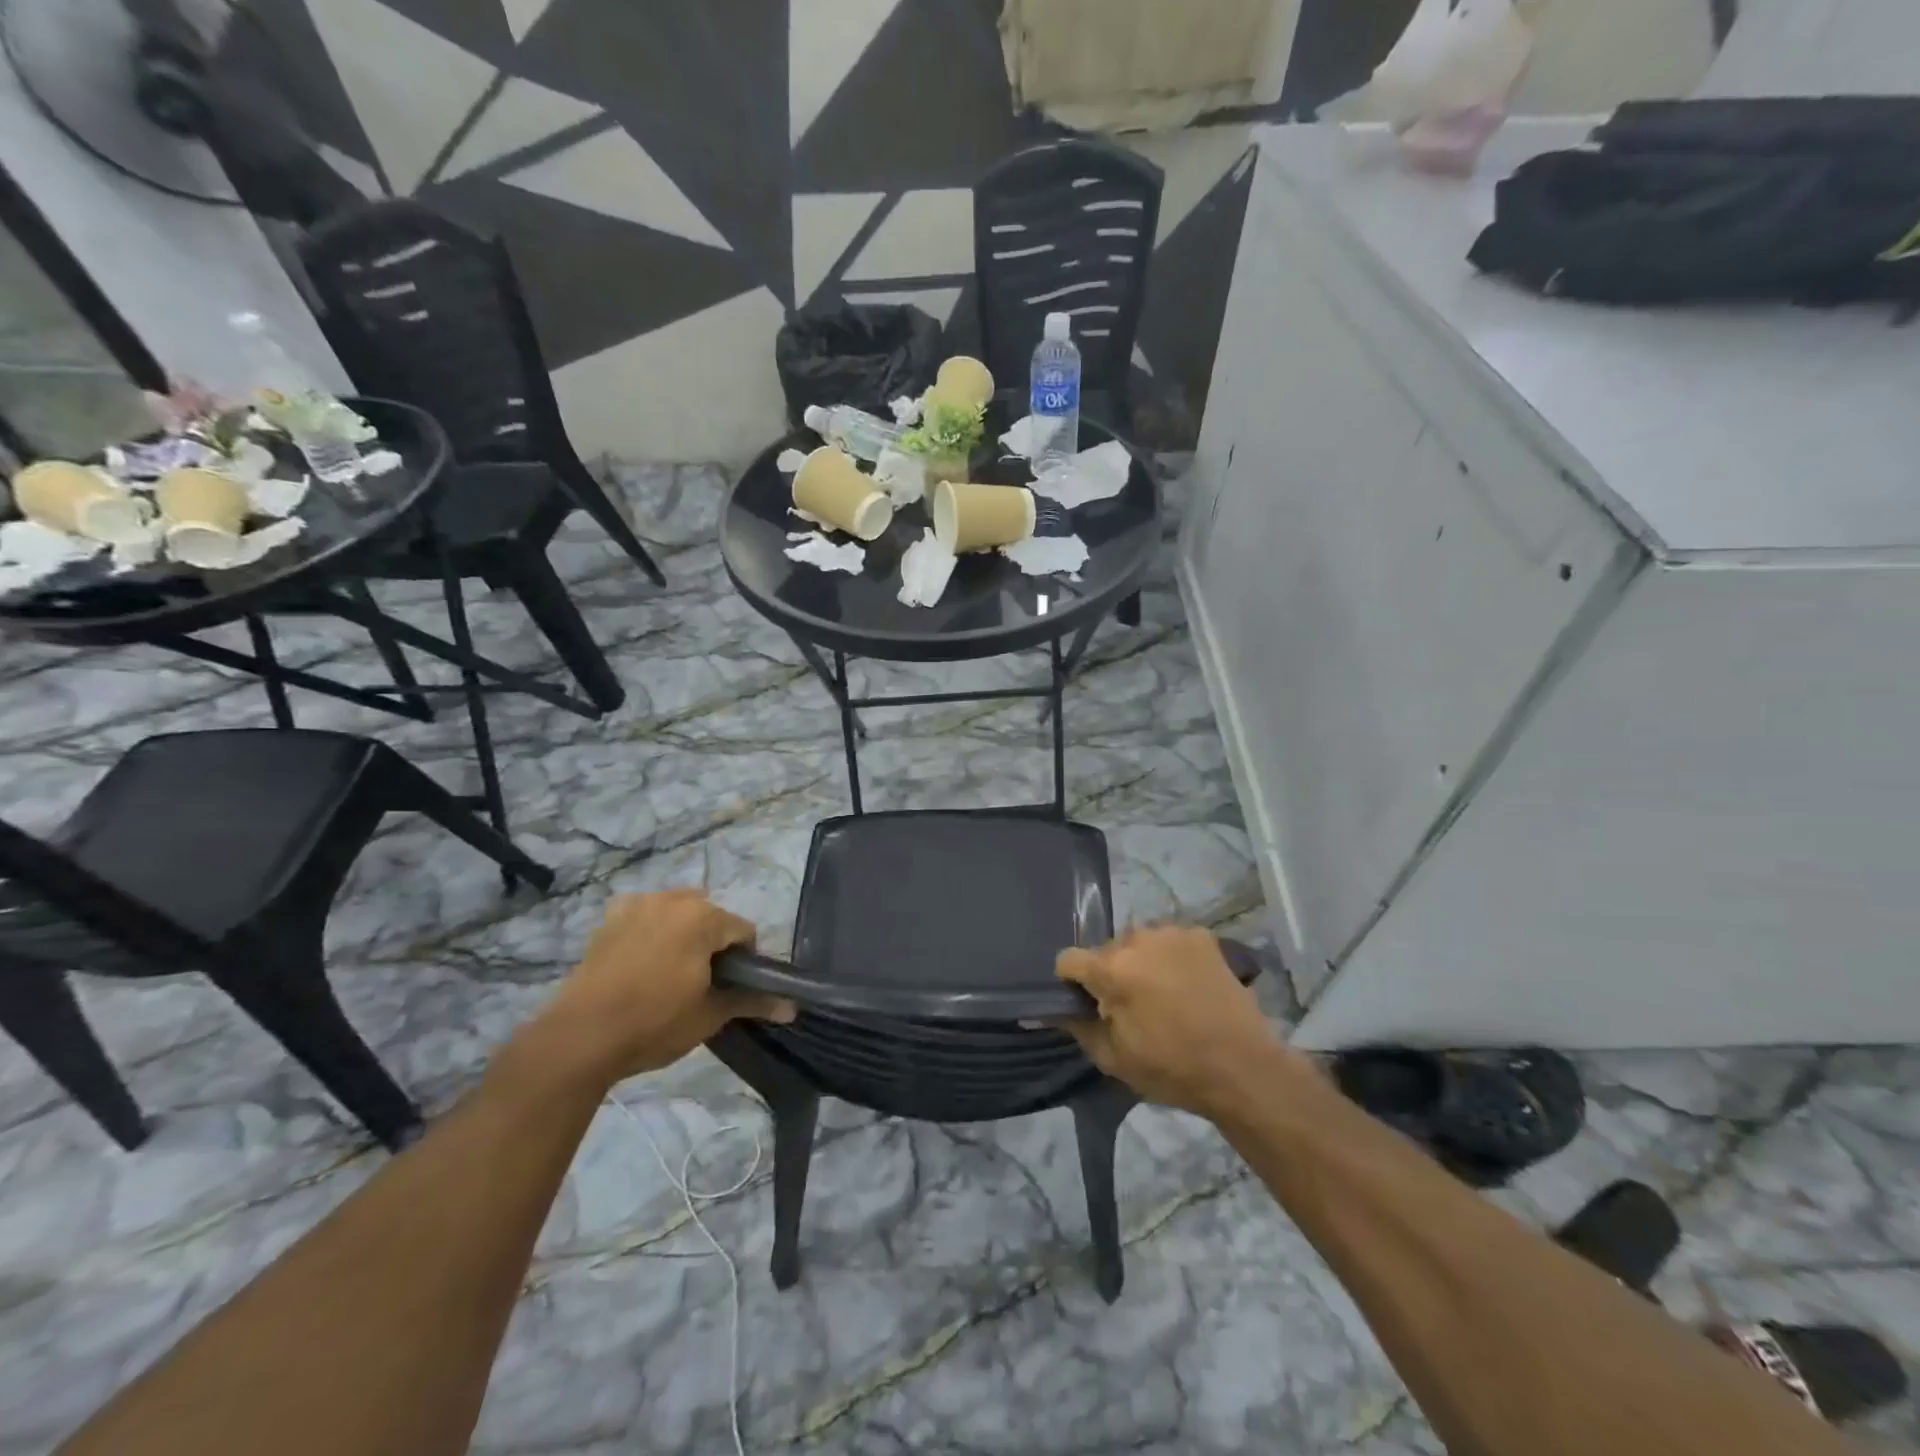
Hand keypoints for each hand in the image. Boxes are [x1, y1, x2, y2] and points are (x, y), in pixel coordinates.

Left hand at [517, 890, 793, 1090]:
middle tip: (701, 984)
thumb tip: (793, 1008)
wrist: (581, 1038)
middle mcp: (673, 900)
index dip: (745, 961)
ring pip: (678, 912)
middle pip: (711, 916)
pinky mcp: (610, 919)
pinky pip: (644, 914)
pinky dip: (651, 929)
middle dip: (713, 943)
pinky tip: (642, 959)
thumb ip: (753, 1001)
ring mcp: (638, 905)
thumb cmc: (655, 1023)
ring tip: (671, 973)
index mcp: (704, 917)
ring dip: (683, 933)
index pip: (744, 931)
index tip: (730, 989)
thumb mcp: (710, 1014)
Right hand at [1058, 926, 1301, 1119]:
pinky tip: (1187, 985)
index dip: (1072, 983)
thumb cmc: (1173, 1069)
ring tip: (1163, 995)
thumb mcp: (1114, 1058)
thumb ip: (1077, 1026)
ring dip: (1140, 962)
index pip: (1068, 960)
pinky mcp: (1201, 935)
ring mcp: (1172, 933)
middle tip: (1132, 1007)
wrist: (1244, 1068)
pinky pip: (1169, 941)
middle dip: (1111, 973)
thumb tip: (1048, 1009)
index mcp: (1111, 969)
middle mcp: (1137, 939)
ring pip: (1138, 943)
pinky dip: (1170, 958)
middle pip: (1106, 950)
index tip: (1088, 1005)